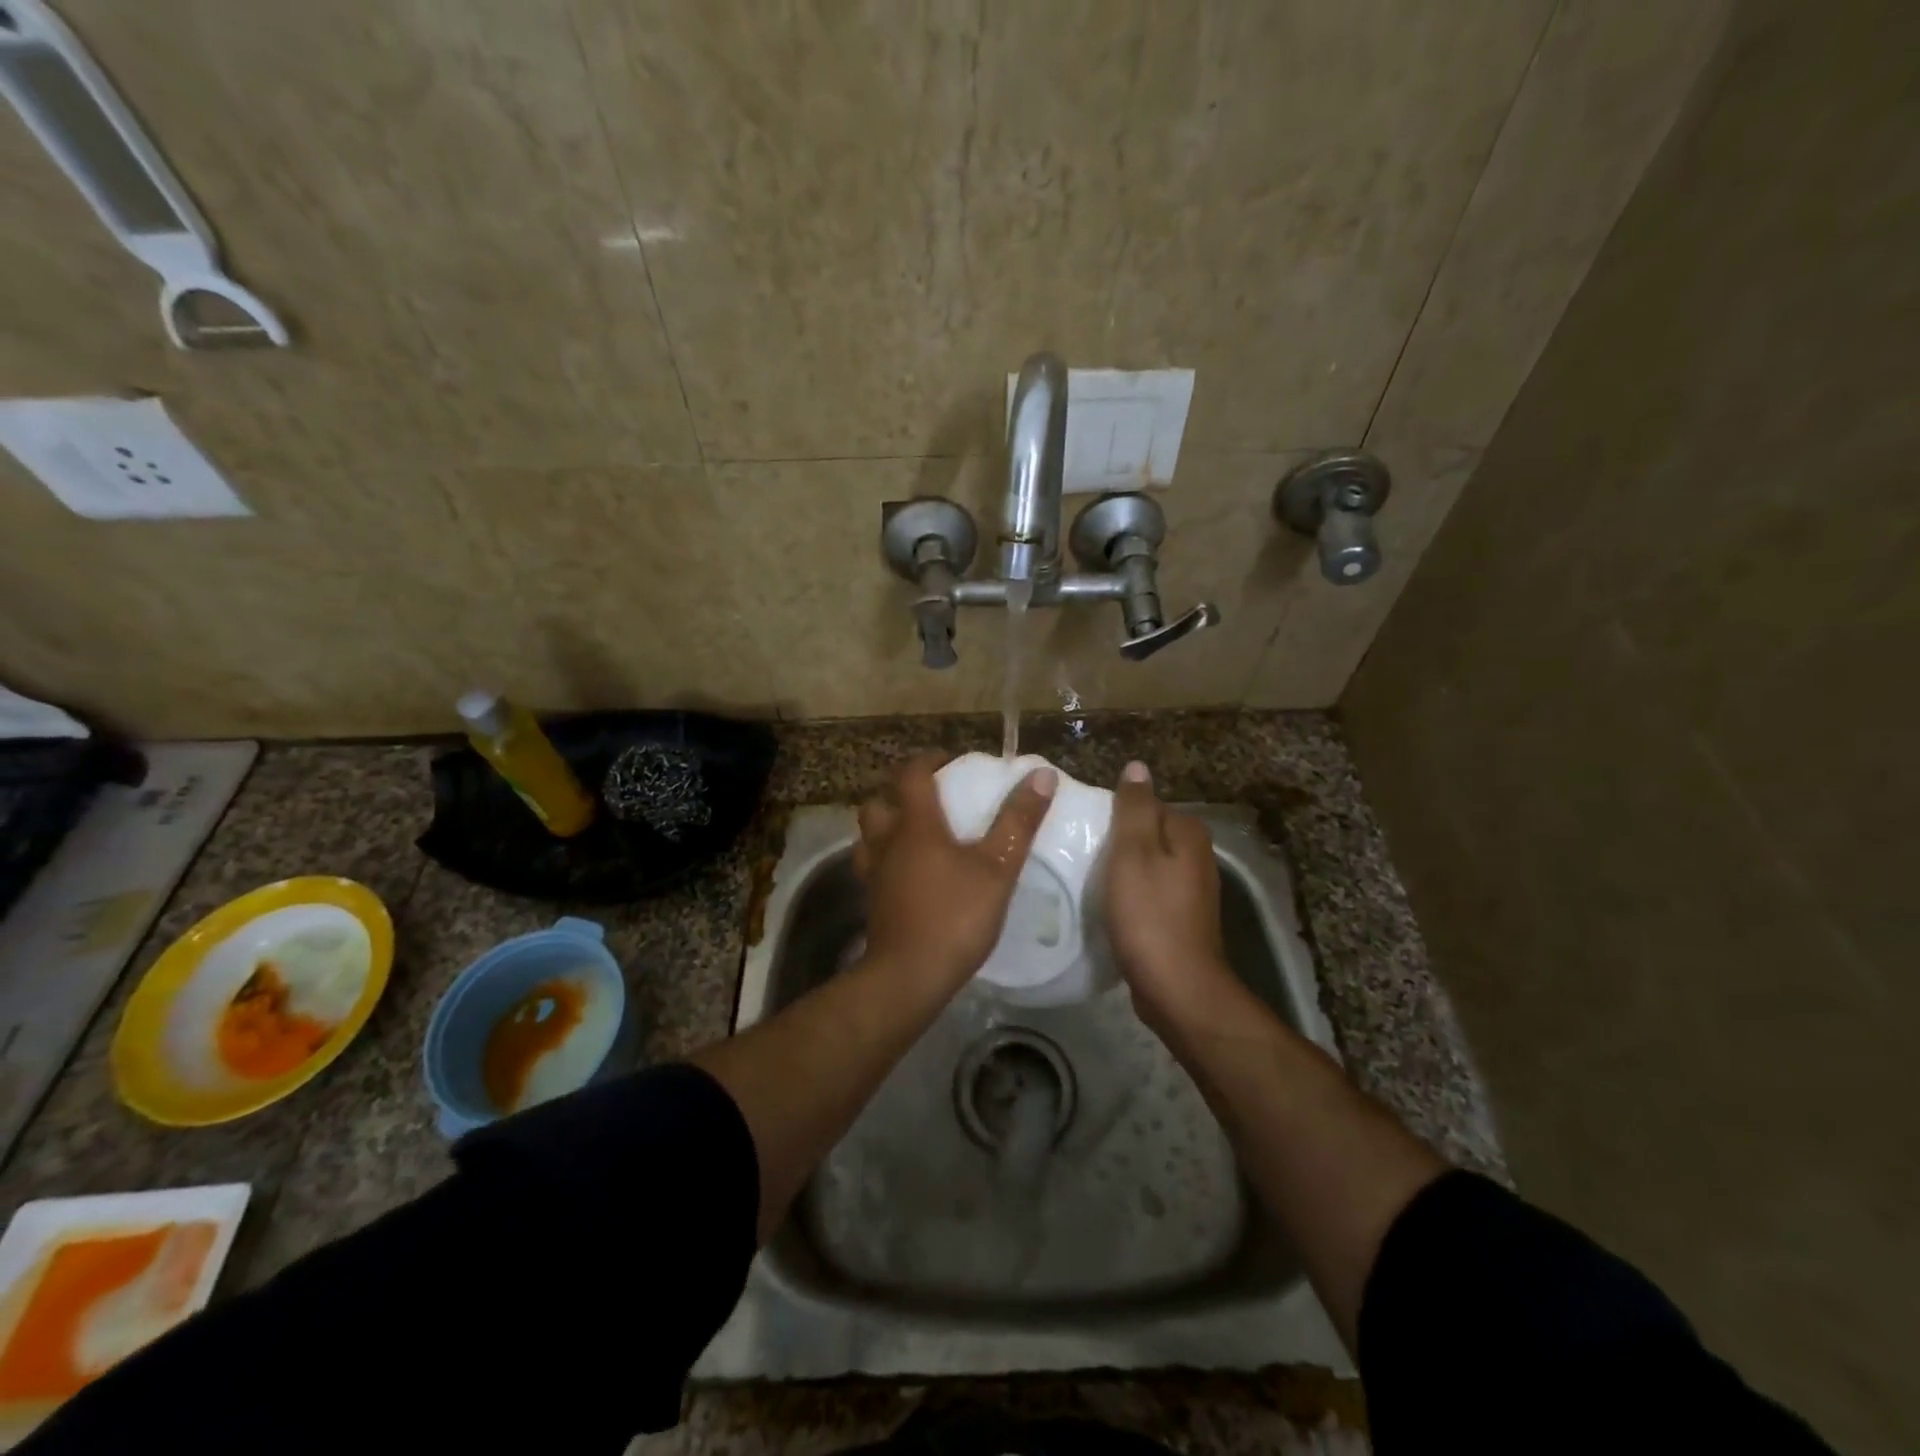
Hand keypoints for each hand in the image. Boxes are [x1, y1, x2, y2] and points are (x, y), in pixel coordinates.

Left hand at [854, 752, 1056, 989]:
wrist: (909, 976)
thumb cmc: (955, 916)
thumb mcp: (998, 868)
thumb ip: (1018, 821)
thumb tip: (1041, 775)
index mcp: (915, 825)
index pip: (911, 775)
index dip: (927, 760)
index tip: (948, 760)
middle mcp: (887, 842)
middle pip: (878, 802)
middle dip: (897, 791)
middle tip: (926, 796)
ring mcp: (874, 873)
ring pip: (868, 834)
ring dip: (885, 823)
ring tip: (912, 831)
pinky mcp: (872, 901)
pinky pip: (871, 865)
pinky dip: (884, 856)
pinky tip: (905, 871)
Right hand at [1104, 761, 1238, 1031]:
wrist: (1176, 987)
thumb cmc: (1149, 914)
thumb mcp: (1133, 852)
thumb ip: (1133, 807)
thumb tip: (1137, 766)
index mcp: (1188, 833)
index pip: (1145, 805)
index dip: (1114, 815)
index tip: (1086, 831)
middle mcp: (1197, 857)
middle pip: (1147, 835)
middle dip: (1117, 842)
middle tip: (1081, 853)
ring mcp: (1191, 891)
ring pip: (1147, 865)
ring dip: (1121, 870)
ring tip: (1088, 878)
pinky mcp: (1180, 919)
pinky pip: (1149, 893)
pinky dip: (1130, 895)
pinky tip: (1108, 906)